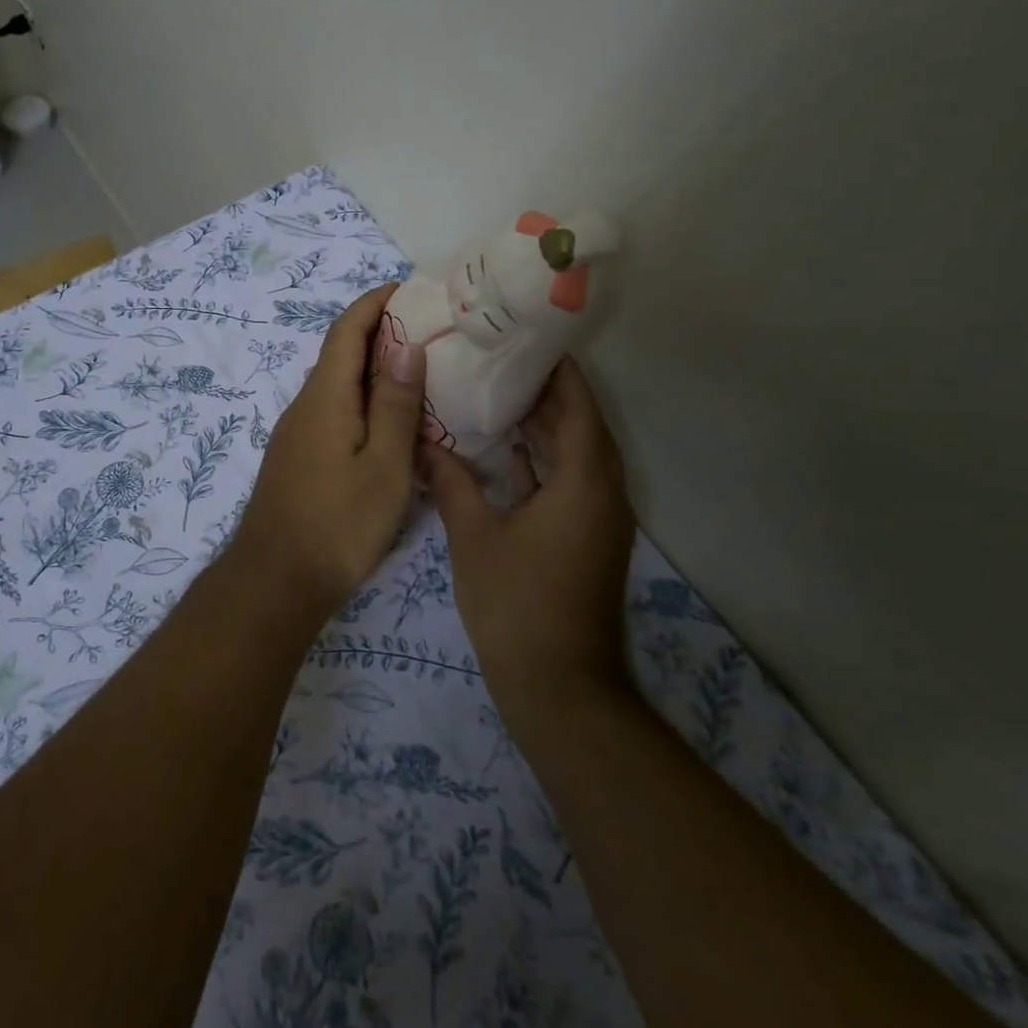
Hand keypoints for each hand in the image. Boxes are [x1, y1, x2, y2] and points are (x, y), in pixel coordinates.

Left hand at [231, 285, 428, 611]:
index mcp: (325, 396)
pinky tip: (389, 419)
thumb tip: (406, 344)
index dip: (375, 303)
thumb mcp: (384, 464)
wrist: (276, 580)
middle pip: (340, 353)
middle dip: (380, 332)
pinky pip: (333, 410)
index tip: (410, 289)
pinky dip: (362, 399)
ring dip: (373, 368)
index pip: (347, 329)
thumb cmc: (339, 523)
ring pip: (337, 384)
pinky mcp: (298, 457)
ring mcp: (297, 432)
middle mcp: (305, 404)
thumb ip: (395, 404)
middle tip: (430, 330)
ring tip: (420, 370)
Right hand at [424, 357, 636, 709]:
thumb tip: (424, 444)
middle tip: (504, 360)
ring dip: (548, 426)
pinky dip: (545, 461)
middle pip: (583, 426)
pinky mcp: (588, 540)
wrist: (559, 687)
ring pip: (578, 456)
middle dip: (550, 393)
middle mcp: (603, 493)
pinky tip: (508, 453)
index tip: (528, 340)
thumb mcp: (475, 537)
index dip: (559, 371)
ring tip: (502, 394)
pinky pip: (572, 483)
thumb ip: (451, 483)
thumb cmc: (516, 604)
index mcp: (584, 482)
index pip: (579, 406)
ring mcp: (600, 520)